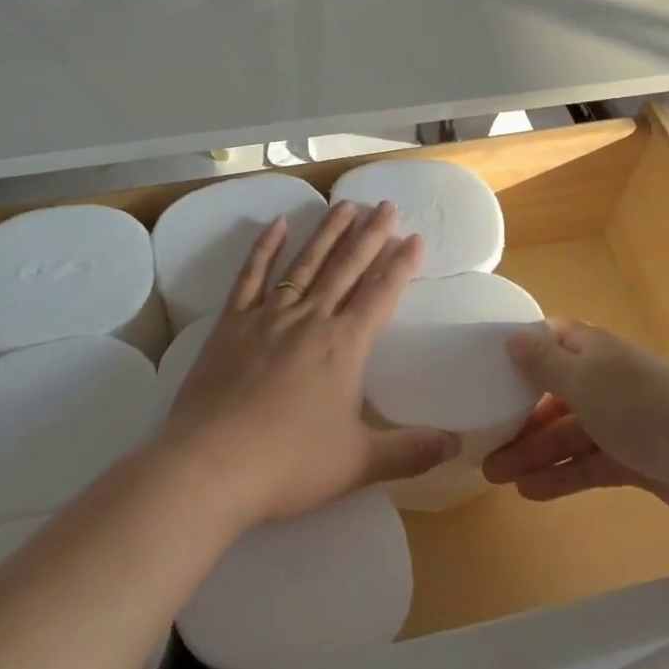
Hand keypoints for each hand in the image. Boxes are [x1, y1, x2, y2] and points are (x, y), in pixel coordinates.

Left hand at [160, 200, 458, 530]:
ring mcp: (268, 316)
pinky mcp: (232, 322)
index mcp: (344, 345)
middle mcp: (310, 318)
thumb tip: (457, 444)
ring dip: (327, 232)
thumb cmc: (290, 464)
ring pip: (305, 262)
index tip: (416, 237)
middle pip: (346, 267)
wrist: (211, 464)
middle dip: (370, 235)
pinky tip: (277, 224)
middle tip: (386, 205)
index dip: (401, 265)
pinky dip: (264, 247)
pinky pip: (252, 275)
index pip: (381, 294)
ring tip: (344, 203)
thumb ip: (410, 451)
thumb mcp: (359, 463)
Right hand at [481, 320, 668, 530]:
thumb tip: (511, 337)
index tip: (483, 370)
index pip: (547, 341)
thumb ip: (543, 362)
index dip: (518, 352)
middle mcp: (602, 380)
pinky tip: (530, 492)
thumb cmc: (640, 407)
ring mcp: (619, 421)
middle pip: (551, 393)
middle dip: (517, 416)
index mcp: (590, 349)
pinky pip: (586, 464)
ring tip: (495, 476)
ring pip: (565, 433)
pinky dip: (561, 476)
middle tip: (482, 442)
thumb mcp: (582, 379)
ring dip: (532, 453)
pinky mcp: (633, 460)